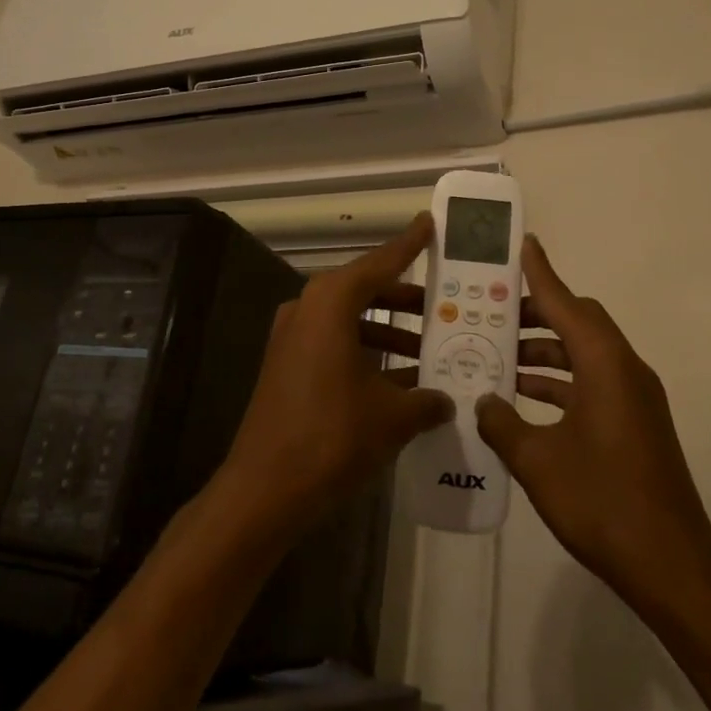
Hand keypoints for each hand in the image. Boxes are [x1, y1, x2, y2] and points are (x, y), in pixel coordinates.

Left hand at [218, 214, 452, 534]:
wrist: (265, 487)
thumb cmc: (332, 436)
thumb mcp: (392, 417)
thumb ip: (426, 401)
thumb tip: (445, 400)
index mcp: (331, 303)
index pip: (379, 263)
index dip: (409, 245)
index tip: (429, 223)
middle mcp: (307, 309)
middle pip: (365, 291)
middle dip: (406, 300)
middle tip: (444, 306)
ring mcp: (292, 338)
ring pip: (351, 321)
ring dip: (389, 333)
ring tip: (431, 350)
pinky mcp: (287, 366)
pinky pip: (336, 345)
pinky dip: (367, 354)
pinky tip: (401, 382)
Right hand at [483, 237, 710, 613]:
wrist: (673, 568)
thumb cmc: (603, 504)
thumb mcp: (537, 462)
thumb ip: (502, 423)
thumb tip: (483, 400)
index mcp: (606, 367)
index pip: (567, 304)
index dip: (540, 274)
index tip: (521, 244)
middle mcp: (625, 372)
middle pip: (579, 323)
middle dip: (536, 313)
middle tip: (492, 309)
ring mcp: (634, 400)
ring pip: (584, 355)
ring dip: (544, 351)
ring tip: (497, 353)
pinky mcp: (635, 425)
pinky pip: (591, 382)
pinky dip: (559, 381)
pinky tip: (523, 398)